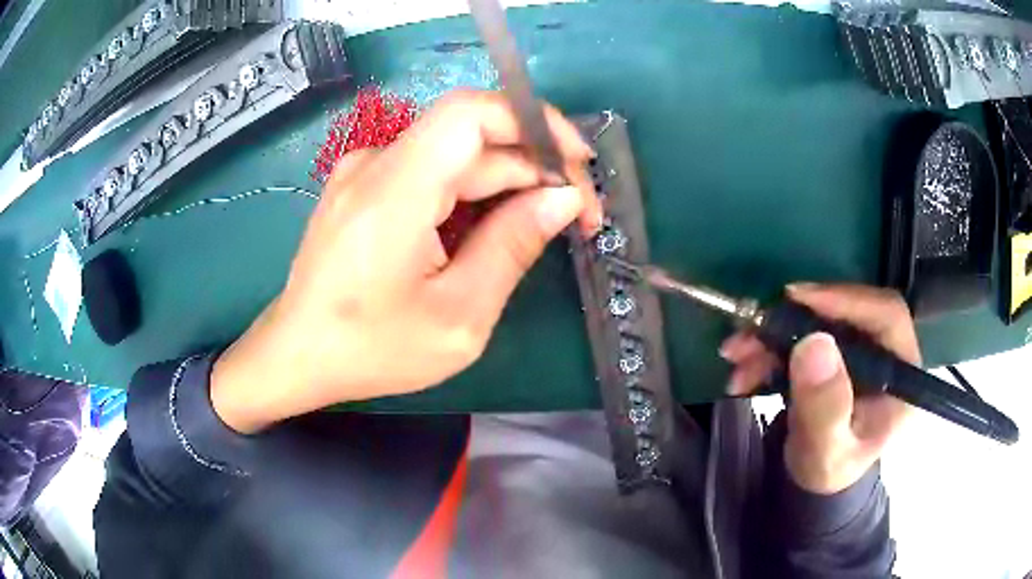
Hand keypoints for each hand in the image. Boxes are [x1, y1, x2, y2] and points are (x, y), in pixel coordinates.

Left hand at [210, 89, 601, 433]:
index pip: (473, 113)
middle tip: (577, 217)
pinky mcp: (363, 186)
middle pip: (473, 138)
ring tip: (542, 226)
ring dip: (507, 182)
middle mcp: (376, 164)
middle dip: (535, 167)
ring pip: (455, 156)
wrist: (297, 354)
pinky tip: (492, 227)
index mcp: (395, 191)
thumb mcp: (458, 317)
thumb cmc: (371, 349)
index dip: (536, 123)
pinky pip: (431, 172)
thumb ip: (513, 247)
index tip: (578, 164)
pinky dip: (471, 191)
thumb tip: (564, 198)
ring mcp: (365, 171)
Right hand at [720, 284, 919, 493]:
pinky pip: (803, 335)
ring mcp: (859, 349)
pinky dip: (770, 346)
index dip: (846, 300)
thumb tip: (814, 344)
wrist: (816, 481)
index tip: (798, 299)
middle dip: (795, 319)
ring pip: (819, 321)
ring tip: (736, 354)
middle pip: (847, 312)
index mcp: (901, 371)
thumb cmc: (829, 471)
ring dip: (774, 334)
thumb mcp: (827, 451)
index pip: (886, 315)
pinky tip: (744, 365)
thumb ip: (825, 407)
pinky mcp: (836, 351)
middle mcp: (885, 350)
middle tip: (752, 329)